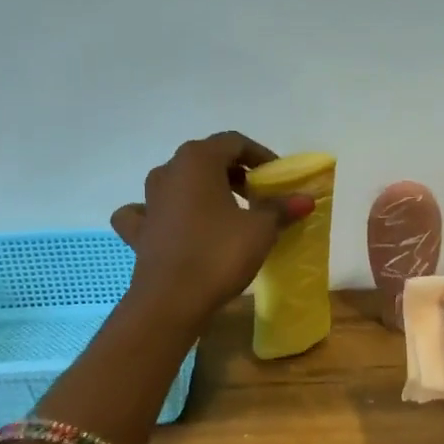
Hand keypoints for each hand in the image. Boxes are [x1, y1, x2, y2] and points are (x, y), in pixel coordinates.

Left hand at [110, 132, 313, 325]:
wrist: (172, 300)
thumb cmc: (219, 254)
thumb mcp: (260, 230)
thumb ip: (281, 208)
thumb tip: (305, 198)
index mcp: (197, 160)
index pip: (234, 142)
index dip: (260, 156)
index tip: (278, 178)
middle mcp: (168, 171)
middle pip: (206, 160)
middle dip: (235, 174)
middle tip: (258, 197)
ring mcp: (149, 201)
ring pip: (179, 183)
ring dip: (204, 191)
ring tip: (227, 213)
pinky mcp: (139, 230)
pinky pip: (151, 212)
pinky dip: (166, 214)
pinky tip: (176, 226)